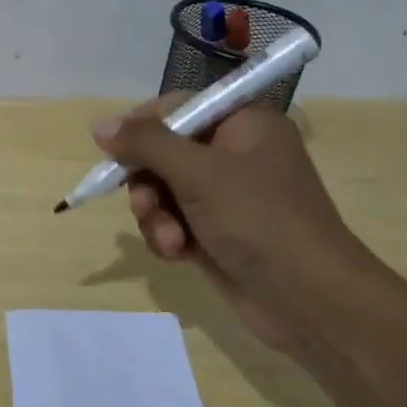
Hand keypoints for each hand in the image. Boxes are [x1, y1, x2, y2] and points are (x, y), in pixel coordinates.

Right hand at [93, 102, 374, 353]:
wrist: (307, 298)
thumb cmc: (257, 218)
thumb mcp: (197, 172)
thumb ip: (145, 143)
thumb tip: (99, 125)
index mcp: (244, 124)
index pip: (179, 108)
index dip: (143, 127)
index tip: (115, 151)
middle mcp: (235, 154)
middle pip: (164, 152)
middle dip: (148, 182)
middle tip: (144, 203)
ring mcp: (226, 197)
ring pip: (164, 191)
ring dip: (156, 215)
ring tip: (170, 239)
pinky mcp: (217, 233)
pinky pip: (173, 222)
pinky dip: (169, 236)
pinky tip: (178, 255)